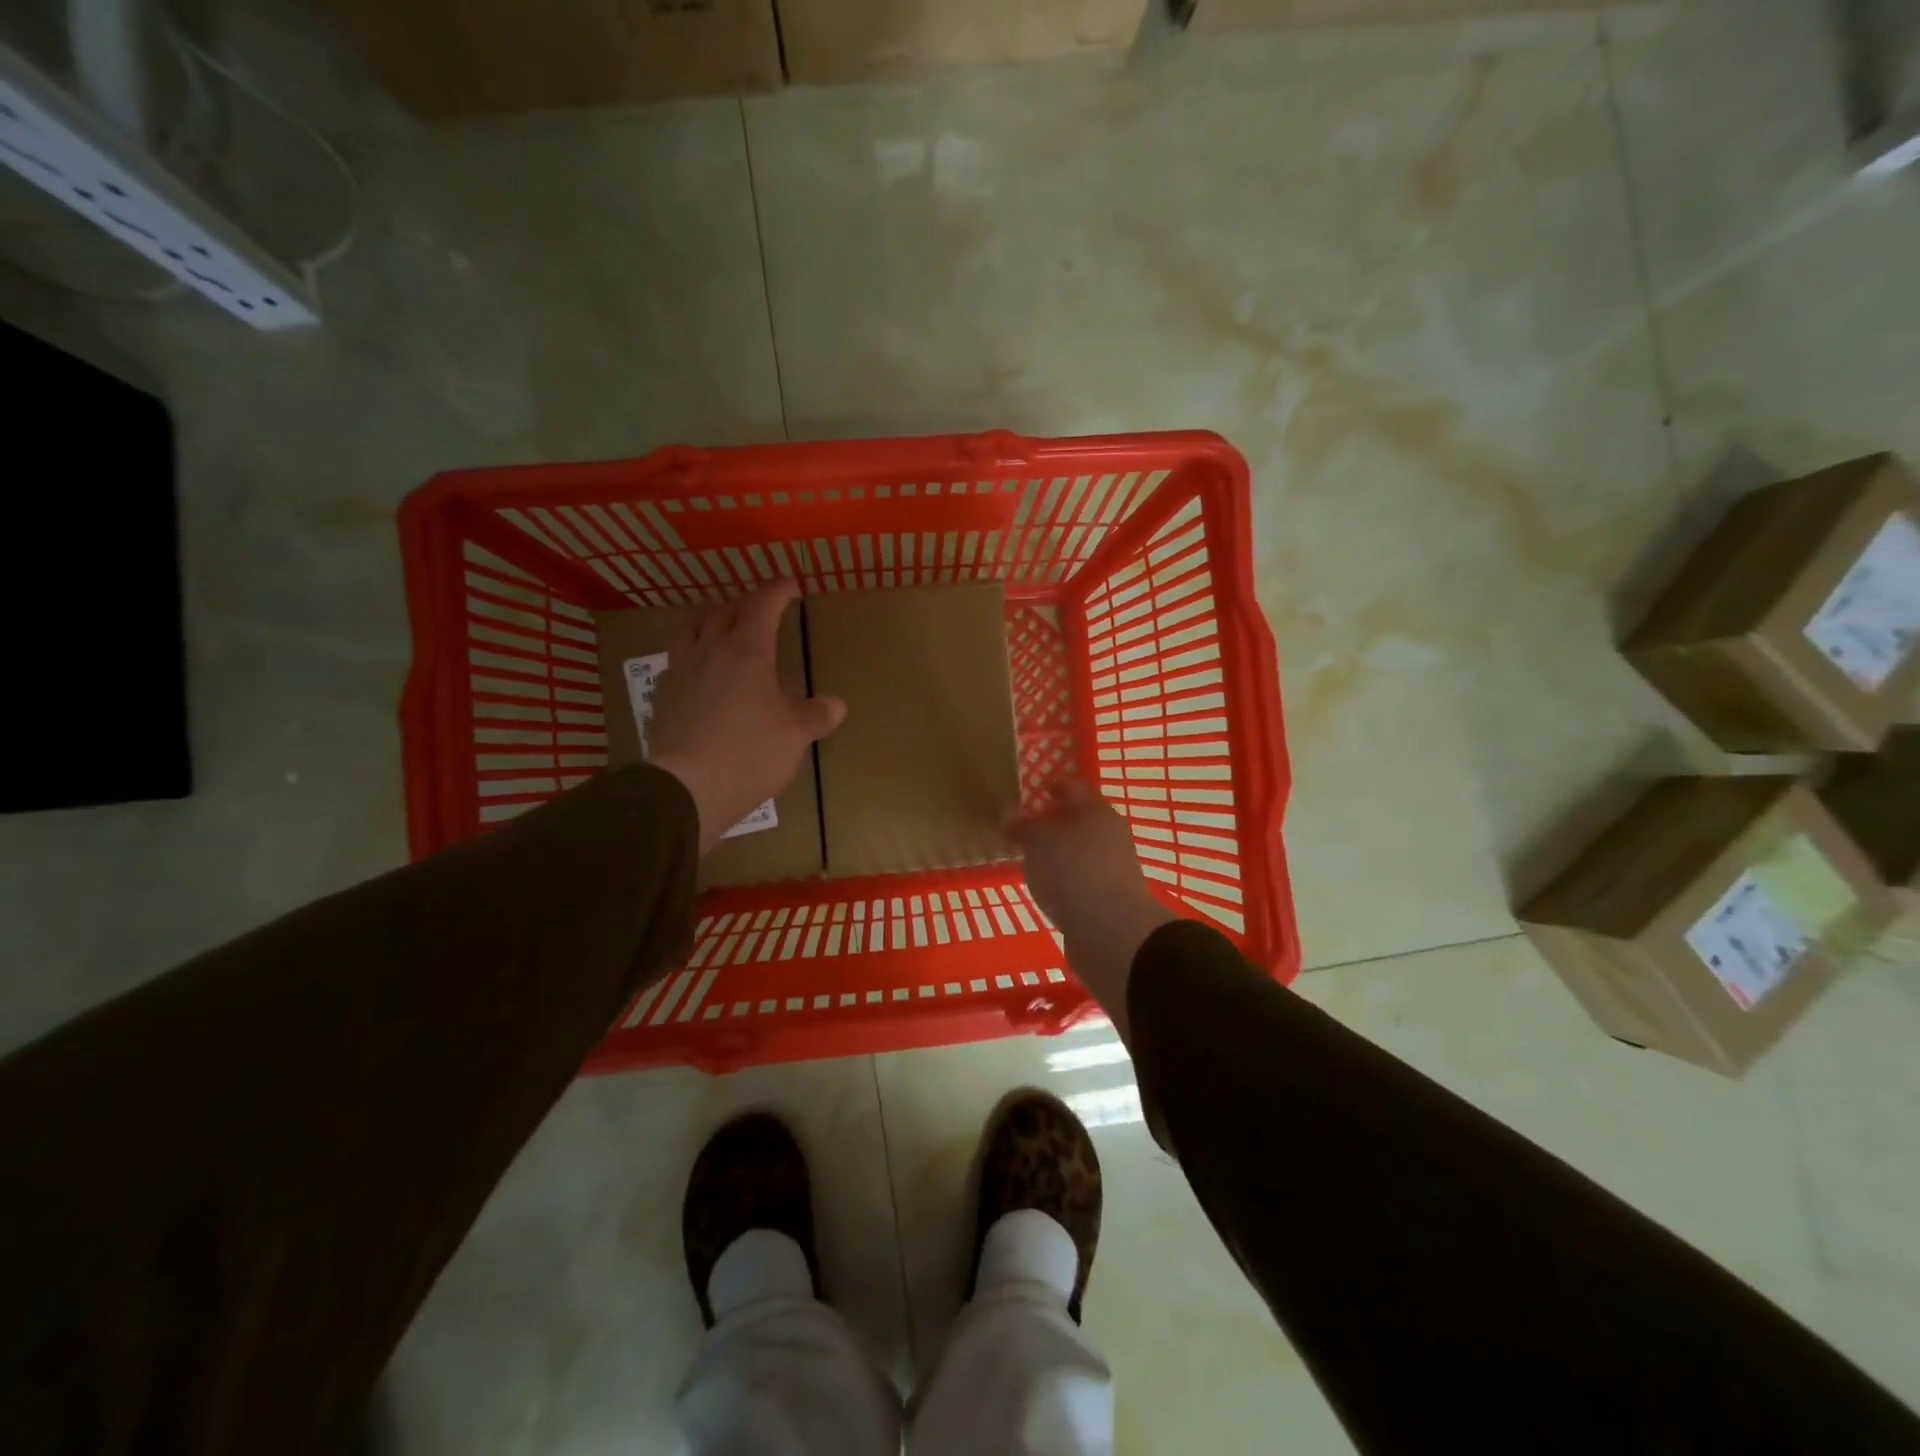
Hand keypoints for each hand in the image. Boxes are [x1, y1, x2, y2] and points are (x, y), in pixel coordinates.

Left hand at [650, 581, 845, 853]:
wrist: (687, 788)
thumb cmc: (750, 753)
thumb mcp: (796, 735)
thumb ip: (816, 715)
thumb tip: (835, 704)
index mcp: (747, 651)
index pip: (762, 605)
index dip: (778, 590)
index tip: (791, 585)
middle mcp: (710, 651)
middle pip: (723, 611)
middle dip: (745, 603)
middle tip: (761, 608)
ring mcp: (681, 672)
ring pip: (692, 629)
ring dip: (711, 621)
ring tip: (723, 630)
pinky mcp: (663, 698)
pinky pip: (677, 661)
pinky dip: (693, 654)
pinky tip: (700, 672)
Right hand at [1005, 779, 1177, 1039]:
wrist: (1110, 932)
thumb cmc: (1073, 871)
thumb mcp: (1039, 843)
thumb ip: (1023, 826)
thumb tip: (1007, 810)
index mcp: (1097, 812)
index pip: (1074, 788)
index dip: (1053, 787)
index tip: (1032, 792)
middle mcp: (1111, 835)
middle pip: (1080, 820)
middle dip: (1054, 823)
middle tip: (1025, 828)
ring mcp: (1114, 868)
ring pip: (1081, 851)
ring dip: (1059, 853)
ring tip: (1030, 860)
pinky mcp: (1110, 897)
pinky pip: (1082, 878)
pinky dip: (1065, 878)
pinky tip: (1047, 888)